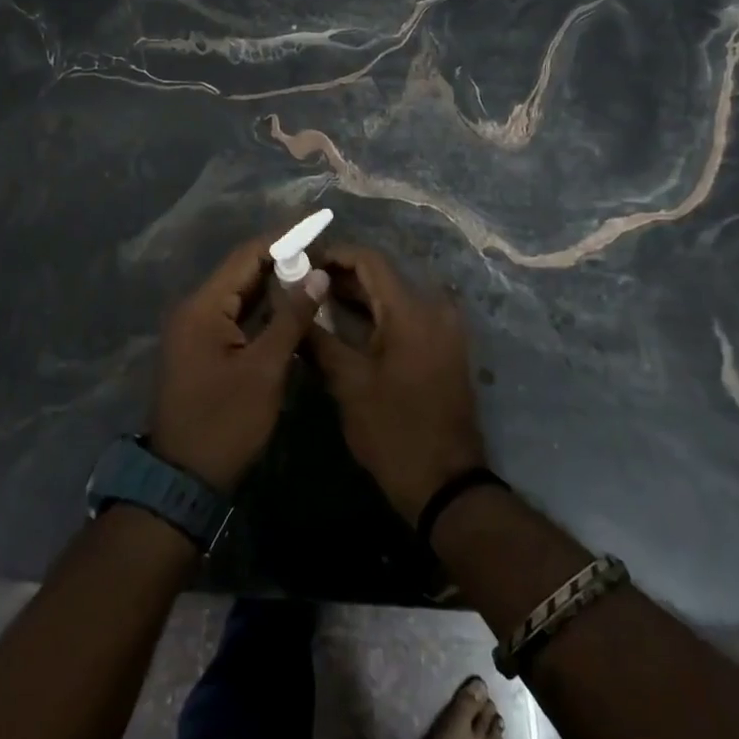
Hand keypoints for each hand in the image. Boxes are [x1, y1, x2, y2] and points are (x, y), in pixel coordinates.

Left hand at [150, 236, 329, 492]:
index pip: (246, 257)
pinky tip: (290, 305)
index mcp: (203, 307)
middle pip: (240, 271)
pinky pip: (234, 315)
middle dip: (280, 258)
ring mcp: (194, 330)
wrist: (183, 480)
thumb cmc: (226, 422)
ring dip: (272, 283)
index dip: (282, 238)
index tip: (315, 224)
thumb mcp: (265, 369)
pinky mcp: (201, 348)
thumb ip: (291, 318)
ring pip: (238, 294)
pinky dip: (261, 308)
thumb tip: (316, 275)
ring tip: (312, 269)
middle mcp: (193, 310)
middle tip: (320, 248)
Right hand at [308, 243, 488, 523]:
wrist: (446, 483)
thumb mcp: (348, 384)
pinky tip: (348, 325)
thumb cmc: (393, 431)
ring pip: (395, 296)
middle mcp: (434, 308)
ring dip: (360, 296)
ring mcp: (445, 328)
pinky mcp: (445, 346)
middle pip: (384, 276)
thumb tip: (291, 306)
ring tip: (317, 302)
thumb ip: (318, 338)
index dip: (335, 255)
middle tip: (303, 284)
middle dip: (342, 277)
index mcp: (412, 310)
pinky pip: (408, 315)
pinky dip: (379, 314)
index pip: (370, 260)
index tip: (303, 262)